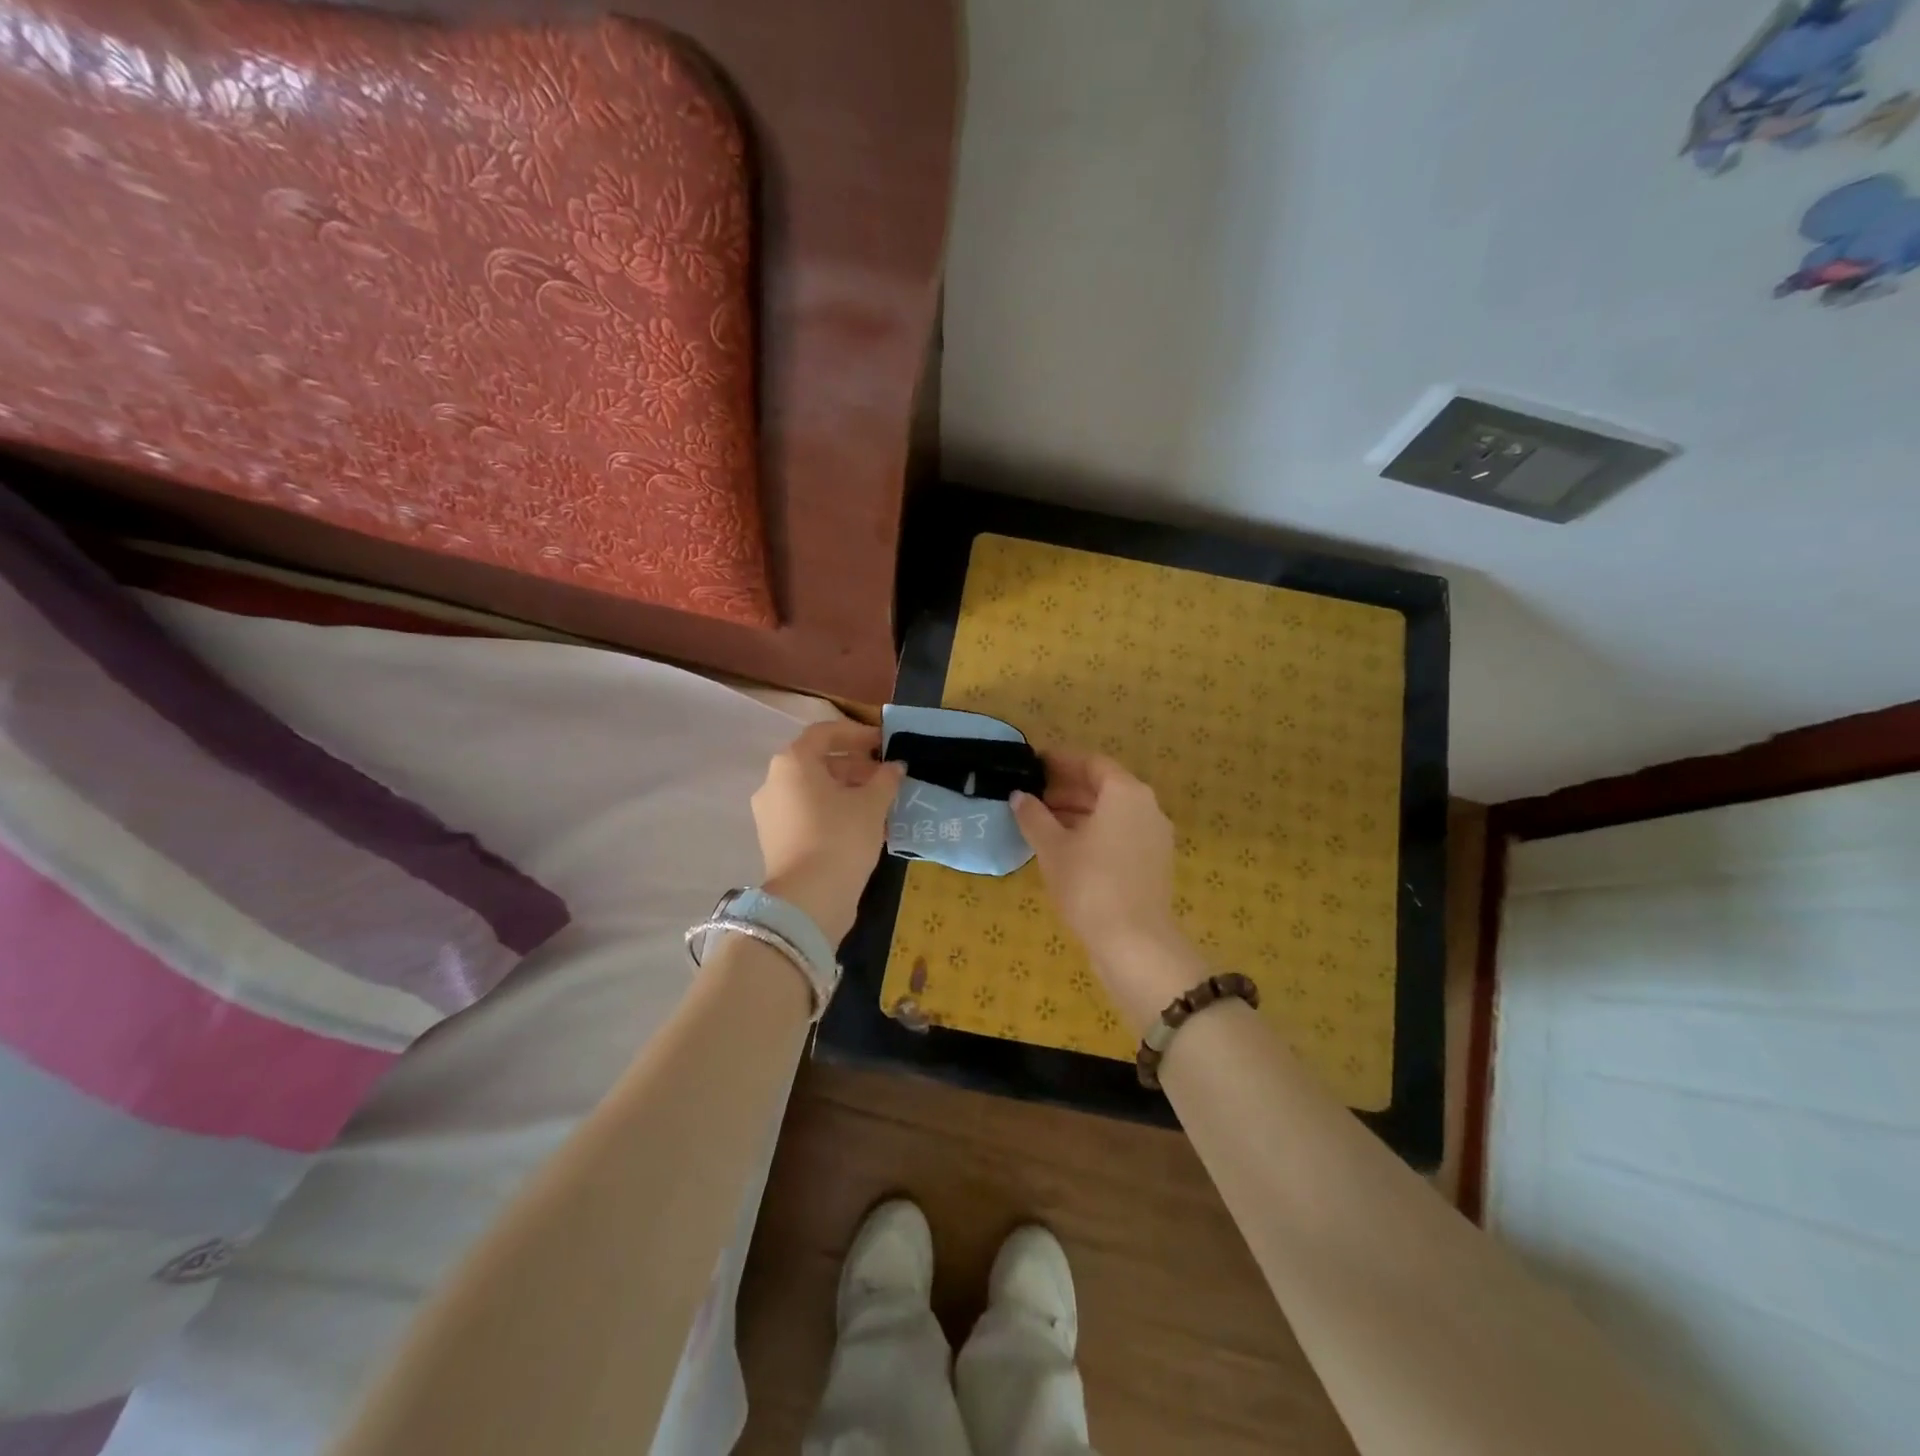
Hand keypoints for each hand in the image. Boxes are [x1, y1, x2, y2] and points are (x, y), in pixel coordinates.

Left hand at [752, 721, 903, 944]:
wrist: (809, 900)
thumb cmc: (841, 838)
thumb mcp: (872, 804)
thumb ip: (885, 779)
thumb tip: (894, 767)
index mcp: (793, 762)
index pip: (826, 733)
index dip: (858, 734)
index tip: (884, 744)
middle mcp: (774, 782)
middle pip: (818, 762)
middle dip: (855, 766)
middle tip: (886, 778)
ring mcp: (770, 813)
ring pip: (813, 790)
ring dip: (846, 790)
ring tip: (879, 803)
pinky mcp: (775, 840)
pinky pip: (807, 813)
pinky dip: (832, 811)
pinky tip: (861, 825)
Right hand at [1011, 751, 1206, 1029]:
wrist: (1134, 943)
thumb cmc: (1089, 884)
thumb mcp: (1052, 847)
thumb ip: (1034, 816)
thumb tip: (1019, 796)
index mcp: (1126, 793)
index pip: (1091, 764)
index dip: (1061, 762)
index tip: (1034, 765)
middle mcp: (1147, 807)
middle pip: (1104, 787)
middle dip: (1068, 789)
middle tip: (1033, 795)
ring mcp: (1155, 836)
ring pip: (1113, 813)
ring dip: (1079, 812)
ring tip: (1043, 822)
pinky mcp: (1155, 863)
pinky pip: (1122, 834)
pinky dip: (1095, 832)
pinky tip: (1067, 848)